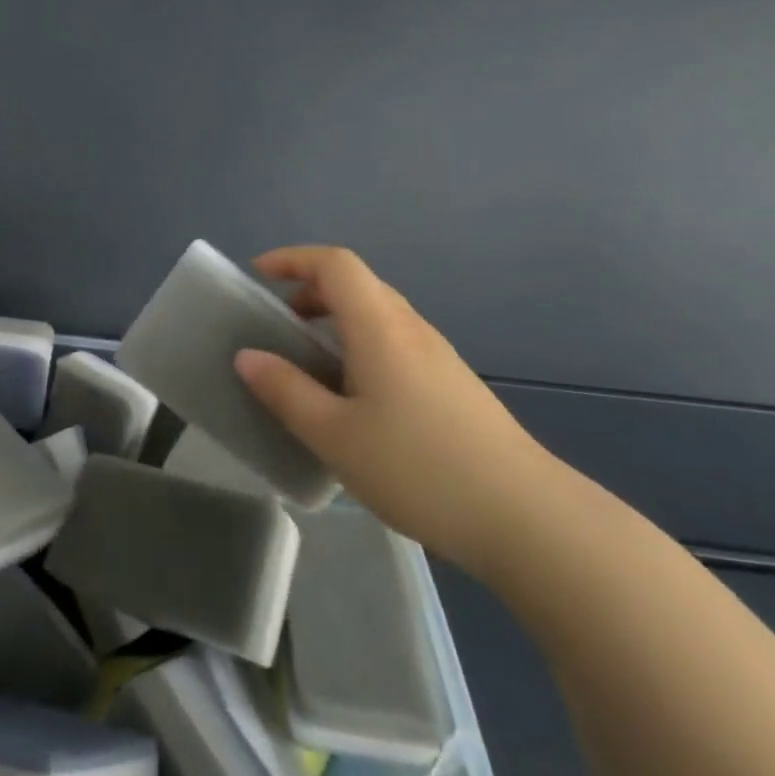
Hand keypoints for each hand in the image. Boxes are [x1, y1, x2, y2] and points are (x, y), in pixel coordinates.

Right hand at [233, 245, 560, 574]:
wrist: (526, 516)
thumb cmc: (419, 468)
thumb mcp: (335, 435)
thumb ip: (286, 391)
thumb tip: (248, 357)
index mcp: (380, 328)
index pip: (336, 265)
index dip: (293, 259)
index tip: (258, 276)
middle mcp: (411, 329)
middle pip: (358, 284)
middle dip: (310, 290)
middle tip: (277, 324)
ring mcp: (437, 356)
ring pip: (377, 315)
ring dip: (335, 321)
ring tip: (307, 364)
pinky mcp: (452, 384)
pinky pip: (394, 343)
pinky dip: (359, 346)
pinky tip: (352, 398)